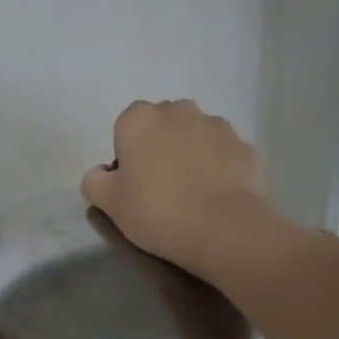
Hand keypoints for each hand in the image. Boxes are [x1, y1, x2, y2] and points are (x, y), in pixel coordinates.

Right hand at [80, 99, 277, 281]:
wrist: (223, 228)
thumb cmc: (156, 211)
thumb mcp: (109, 203)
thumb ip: (94, 180)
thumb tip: (101, 172)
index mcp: (139, 119)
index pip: (125, 127)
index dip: (127, 154)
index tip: (132, 184)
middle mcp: (178, 110)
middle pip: (162, 124)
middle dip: (160, 146)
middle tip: (160, 186)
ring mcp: (216, 125)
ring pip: (195, 134)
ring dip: (190, 153)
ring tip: (192, 192)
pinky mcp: (244, 145)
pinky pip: (223, 152)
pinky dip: (218, 166)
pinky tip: (216, 195)